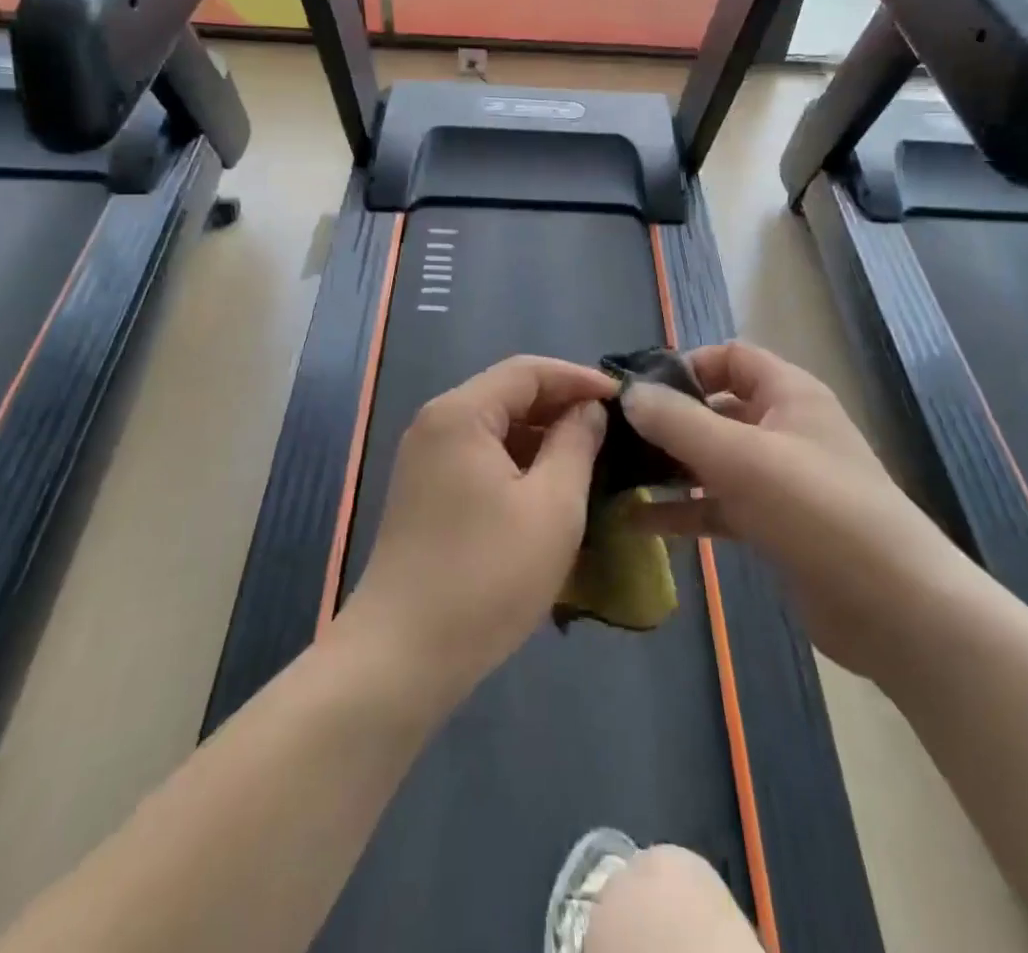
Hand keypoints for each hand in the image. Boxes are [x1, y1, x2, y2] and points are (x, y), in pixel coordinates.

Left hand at [340, 356, 614, 707]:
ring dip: (541, 437)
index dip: (579, 378)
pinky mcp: (424, 492)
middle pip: (507, 394)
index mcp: (461, 413)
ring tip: (590, 458)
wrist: (403, 657)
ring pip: (494, 428)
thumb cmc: (487, 576)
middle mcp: (436, 423)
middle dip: (561, 406)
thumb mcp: (551, 506)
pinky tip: (548, 489)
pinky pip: (479, 457)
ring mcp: (424, 459)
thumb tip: (588, 410)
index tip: (624, 400)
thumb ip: (576, 444)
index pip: (528, 371)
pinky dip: (517, 463)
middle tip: (612, 430)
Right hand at [620, 341, 966, 676]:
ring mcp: (780, 479)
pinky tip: (638, 522)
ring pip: (714, 459)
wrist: (895, 608)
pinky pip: (719, 505)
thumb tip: (628, 393)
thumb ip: (678, 421)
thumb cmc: (817, 509)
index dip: (686, 366)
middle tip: (616, 438)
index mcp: (788, 394)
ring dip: (670, 466)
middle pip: (717, 408)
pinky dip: (684, 509)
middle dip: (669, 420)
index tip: (640, 392)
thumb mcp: (740, 457)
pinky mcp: (774, 525)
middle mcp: (784, 428)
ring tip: (617, 476)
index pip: (730, 357)